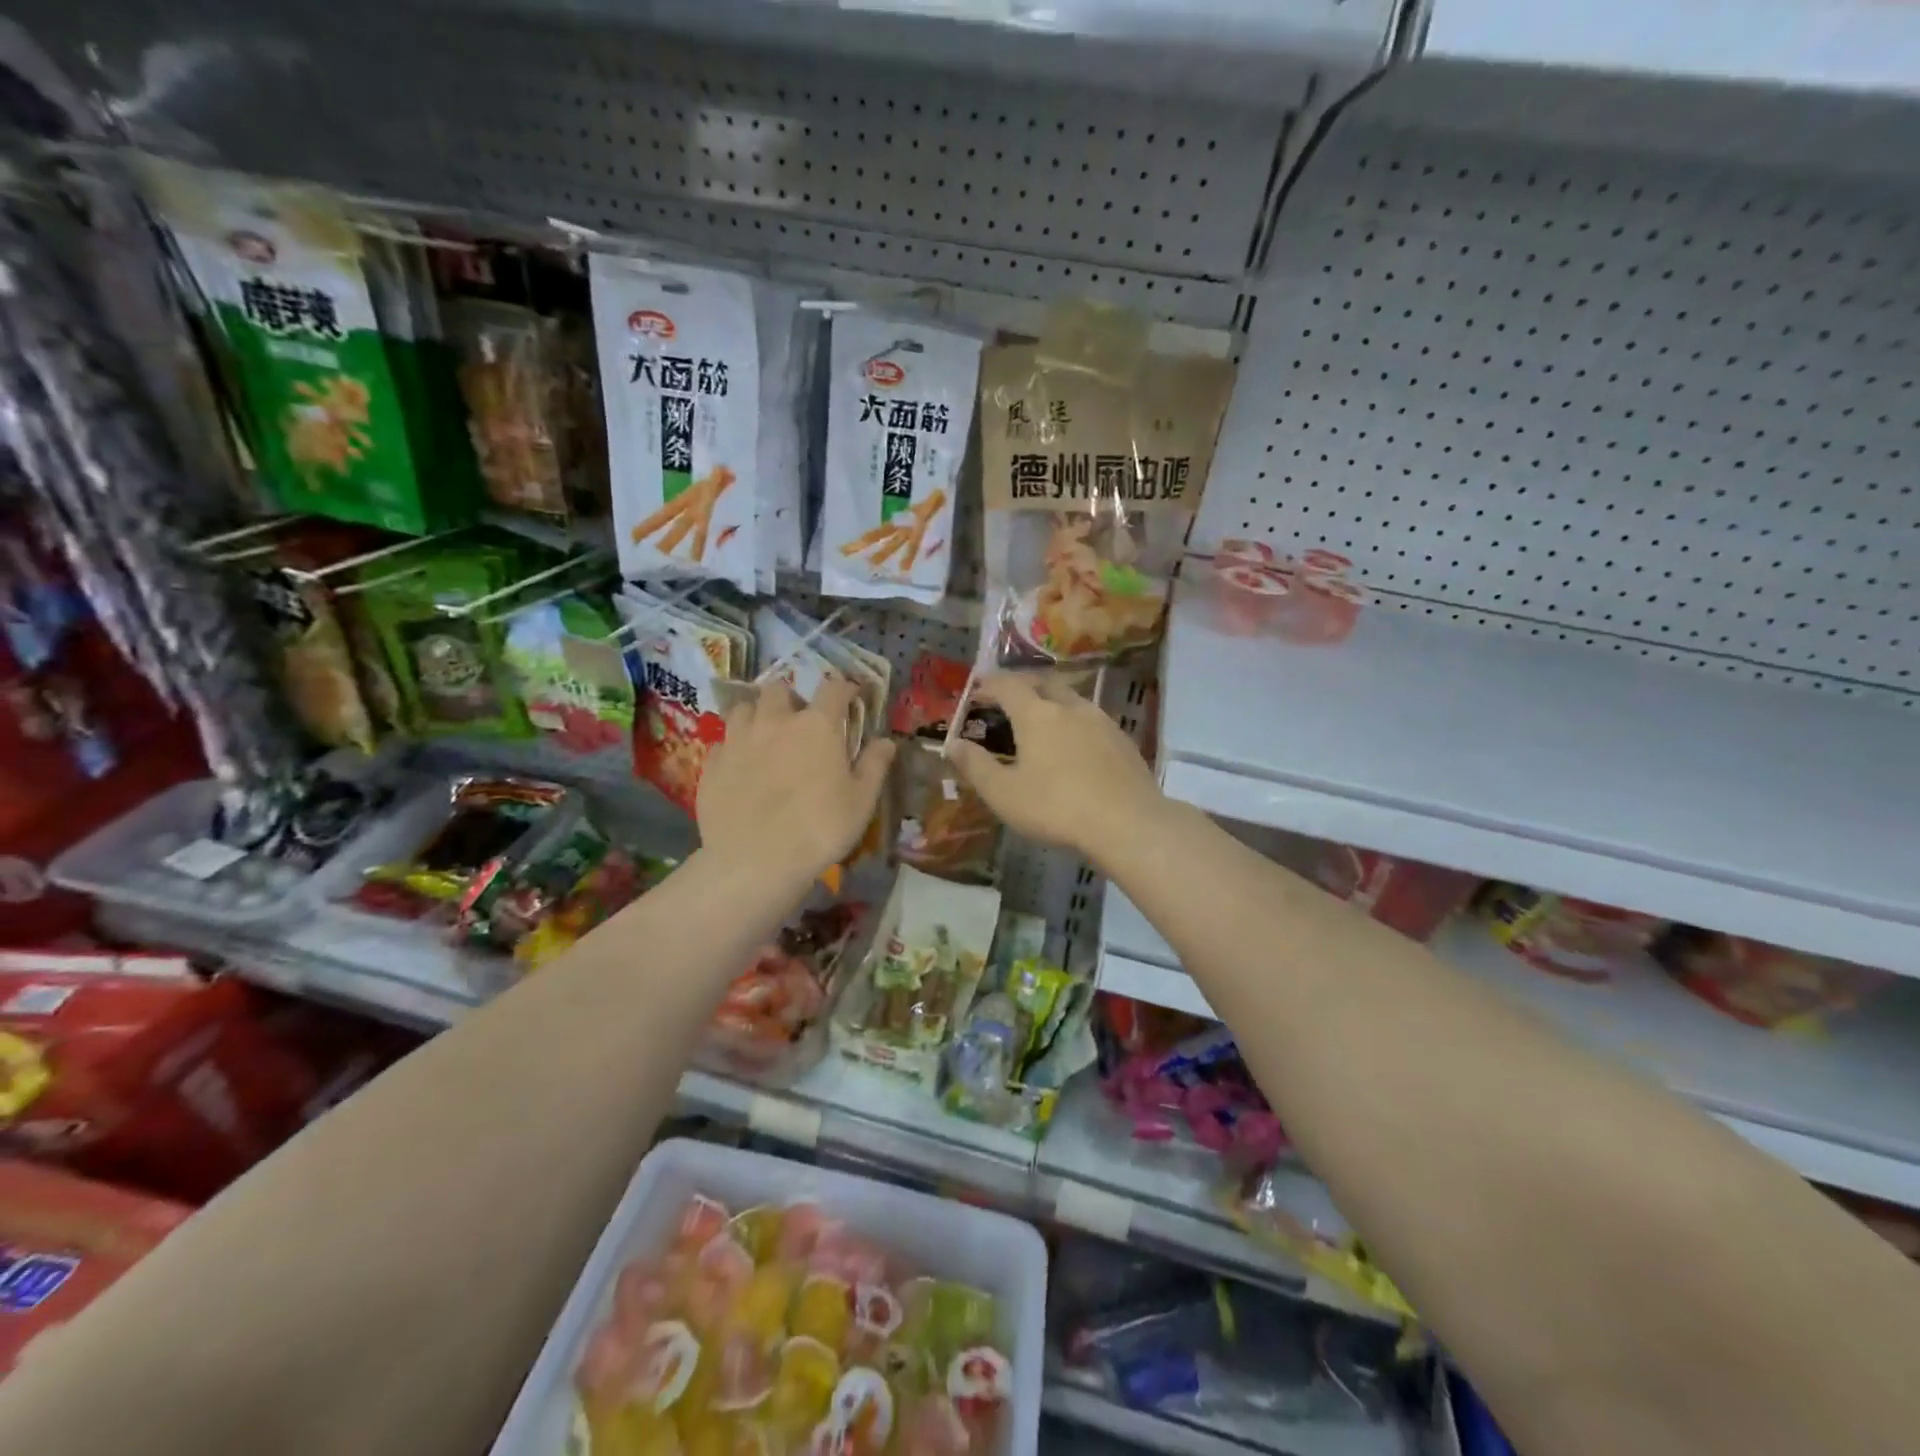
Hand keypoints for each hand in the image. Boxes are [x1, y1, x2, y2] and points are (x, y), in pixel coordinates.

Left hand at [699, 677, 894, 879]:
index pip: (833, 688)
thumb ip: (874, 765)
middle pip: (779, 689)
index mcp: (816, 726)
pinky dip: (734, 746)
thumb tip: (886, 741)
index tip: (850, 695)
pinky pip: (722, 742)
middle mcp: (775, 722)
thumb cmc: (819, 828)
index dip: (844, 688)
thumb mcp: (861, 801)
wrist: (755, 861)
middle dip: (791, 698)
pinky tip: (740, 765)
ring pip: (744, 708)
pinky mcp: (711, 764)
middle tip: (799, 720)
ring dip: (757, 715)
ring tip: (765, 735)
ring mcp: (737, 740)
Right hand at [948, 672, 1165, 860]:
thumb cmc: (1056, 807)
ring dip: (1052, 703)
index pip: (1008, 685)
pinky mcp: (1123, 740)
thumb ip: (976, 766)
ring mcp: (1101, 721)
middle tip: (1009, 698)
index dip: (989, 683)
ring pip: (1072, 700)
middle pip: (1044, 682)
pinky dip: (1075, 723)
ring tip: (1042, 722)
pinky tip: (1075, 746)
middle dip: (1023, 685)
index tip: (977, 688)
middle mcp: (1070, 707)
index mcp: (1037, 714)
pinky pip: (1092, 720)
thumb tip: (953, 744)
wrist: (1128, 823)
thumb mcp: (1004, 793)